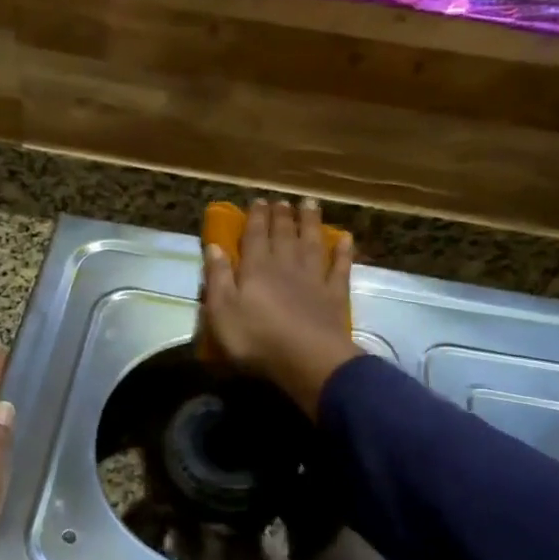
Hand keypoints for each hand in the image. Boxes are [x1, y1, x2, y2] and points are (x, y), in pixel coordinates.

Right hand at [201, 198, 362, 418]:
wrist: (307, 358)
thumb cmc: (256, 339)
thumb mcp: (222, 312)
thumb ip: (218, 278)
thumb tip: (213, 247)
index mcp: (256, 268)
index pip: (254, 236)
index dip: (256, 218)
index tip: (258, 201)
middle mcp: (285, 265)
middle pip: (284, 235)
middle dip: (282, 216)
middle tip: (283, 200)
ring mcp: (314, 279)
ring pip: (312, 243)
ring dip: (310, 223)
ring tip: (310, 204)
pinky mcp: (334, 296)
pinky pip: (340, 268)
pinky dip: (343, 252)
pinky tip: (345, 238)